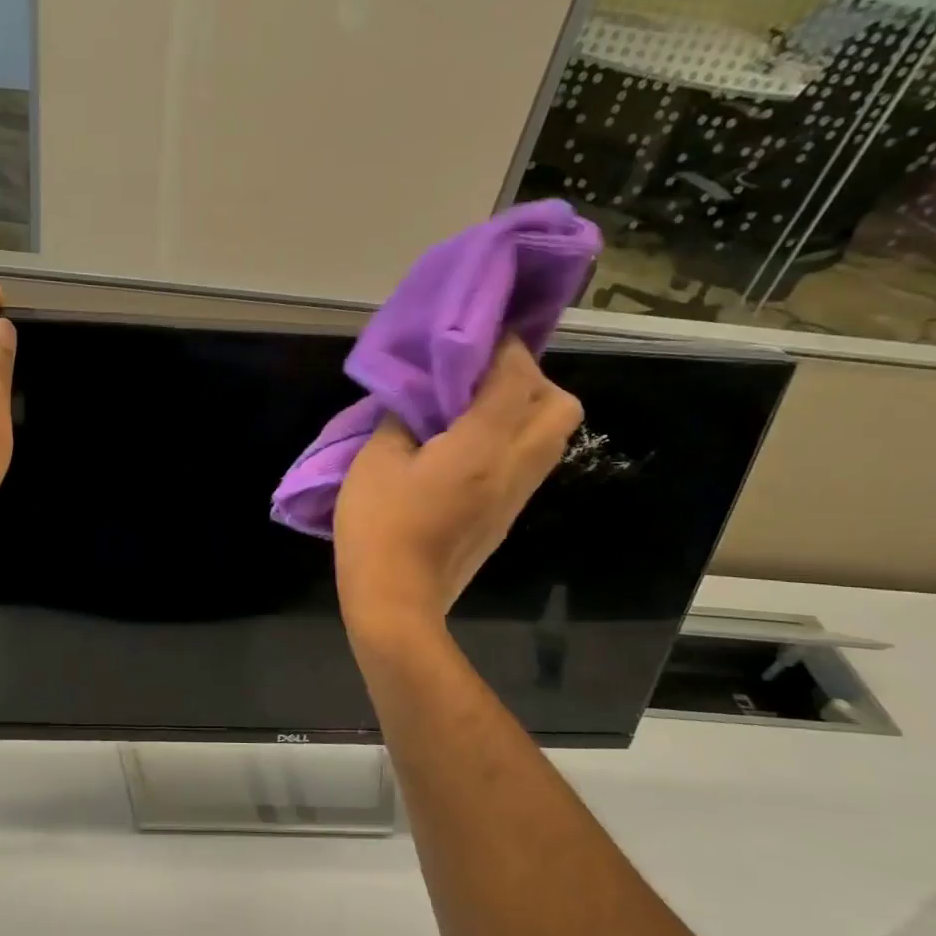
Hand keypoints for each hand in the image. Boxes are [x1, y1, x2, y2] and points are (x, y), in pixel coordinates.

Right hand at [335, 337, 579, 637]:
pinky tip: (467, 445)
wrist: (397, 602)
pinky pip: (529, 461)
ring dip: (525, 409)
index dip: (502, 347)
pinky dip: (512, 438)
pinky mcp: (506, 516)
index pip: (515, 379)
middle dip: (530, 379)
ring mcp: (516, 496)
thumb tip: (419, 401)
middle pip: (560, 406)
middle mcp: (514, 467)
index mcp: (482, 448)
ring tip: (473, 407)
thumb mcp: (375, 461)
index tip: (477, 333)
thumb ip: (402, 419)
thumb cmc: (380, 527)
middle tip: (481, 377)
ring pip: (552, 436)